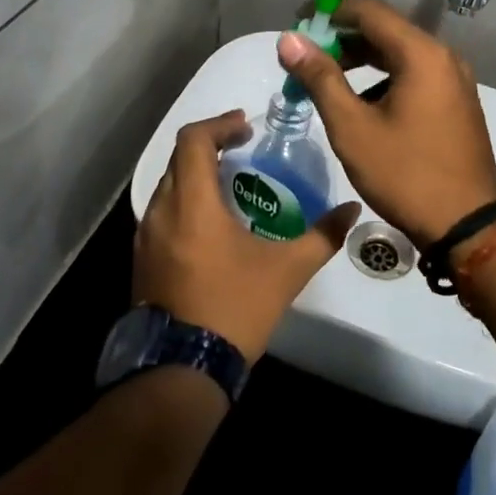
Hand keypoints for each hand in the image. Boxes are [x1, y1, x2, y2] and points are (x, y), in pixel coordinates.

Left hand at [135, 110, 360, 361]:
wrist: (182, 369)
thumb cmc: (234, 308)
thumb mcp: (287, 271)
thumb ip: (322, 236)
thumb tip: (352, 210)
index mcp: (192, 203)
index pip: (193, 140)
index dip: (220, 125)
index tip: (246, 128)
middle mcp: (162, 211)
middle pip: (179, 158)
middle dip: (210, 145)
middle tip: (242, 147)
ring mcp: (146, 236)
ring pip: (168, 185)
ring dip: (196, 173)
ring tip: (230, 181)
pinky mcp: (142, 259)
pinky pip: (162, 211)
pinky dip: (185, 200)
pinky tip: (211, 222)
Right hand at [277, 0, 495, 244]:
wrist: (467, 227)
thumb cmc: (405, 174)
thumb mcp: (352, 127)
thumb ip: (320, 78)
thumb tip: (289, 40)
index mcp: (422, 54)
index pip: (370, 10)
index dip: (330, 9)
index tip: (298, 20)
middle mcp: (444, 57)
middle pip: (386, 29)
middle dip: (343, 36)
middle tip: (306, 54)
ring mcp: (455, 80)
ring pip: (400, 53)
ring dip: (362, 59)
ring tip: (326, 78)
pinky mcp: (457, 102)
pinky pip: (415, 74)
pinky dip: (384, 77)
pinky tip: (361, 102)